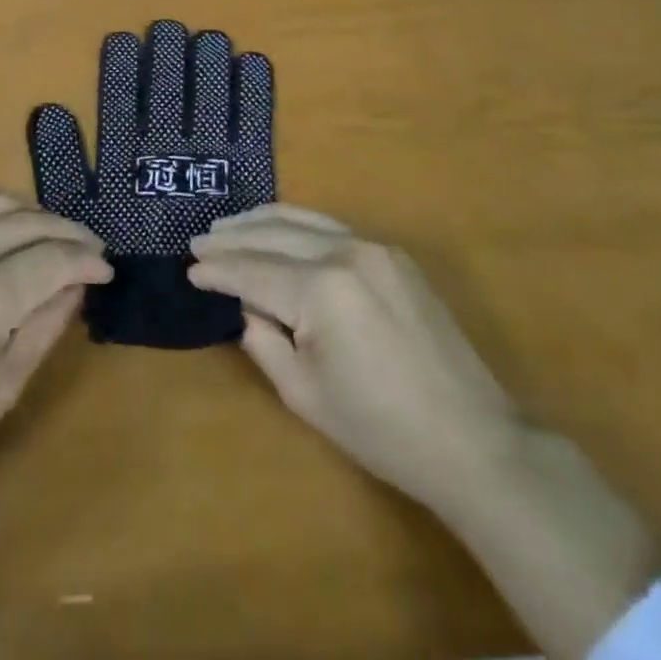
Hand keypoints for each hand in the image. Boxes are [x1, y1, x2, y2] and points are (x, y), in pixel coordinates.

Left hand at [0, 188, 111, 503]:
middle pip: (31, 224)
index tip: (107, 270)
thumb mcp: (4, 387)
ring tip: (55, 233)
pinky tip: (2, 209)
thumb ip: (46, 327)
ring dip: (34, 213)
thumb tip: (78, 286)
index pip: (54, 260)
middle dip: (69, 233)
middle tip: (92, 248)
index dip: (87, 261)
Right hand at [188, 203, 522, 513]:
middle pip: (274, 234)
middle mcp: (345, 252)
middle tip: (199, 240)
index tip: (189, 269)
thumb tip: (245, 306)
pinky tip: (280, 230)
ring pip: (303, 220)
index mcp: (322, 289)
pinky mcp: (393, 254)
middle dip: (232, 238)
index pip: (253, 271)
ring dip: (262, 222)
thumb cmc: (380, 429)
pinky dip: (297, 225)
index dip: (218, 271)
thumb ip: (263, 340)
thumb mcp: (304, 394)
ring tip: (229, 226)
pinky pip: (332, 228)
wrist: (471, 439)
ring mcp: (374, 247)